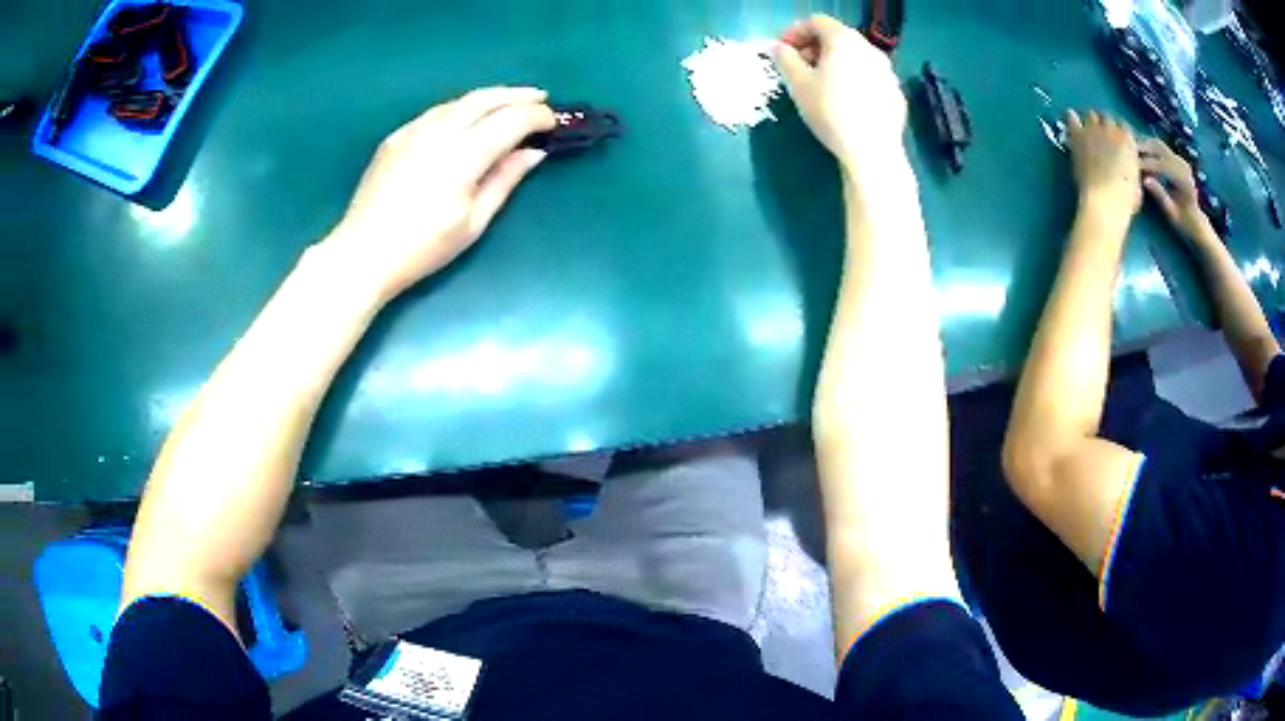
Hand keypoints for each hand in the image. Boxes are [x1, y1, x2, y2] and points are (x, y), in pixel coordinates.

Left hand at [325, 87, 555, 299]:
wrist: (363, 254)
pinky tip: (467, 119)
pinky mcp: (396, 136)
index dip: (537, 117)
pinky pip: (436, 112)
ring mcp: (413, 131)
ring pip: (459, 101)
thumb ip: (505, 180)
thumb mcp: (473, 222)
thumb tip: (533, 152)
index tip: (554, 121)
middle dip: (518, 95)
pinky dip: (461, 109)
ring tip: (508, 104)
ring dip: (489, 98)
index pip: (511, 120)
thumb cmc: (423, 248)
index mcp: (462, 156)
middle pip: (486, 98)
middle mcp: (439, 132)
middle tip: (540, 98)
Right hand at [774, 15, 905, 169]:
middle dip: (815, 47)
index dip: (795, 32)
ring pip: (856, 58)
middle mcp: (869, 48)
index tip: (782, 51)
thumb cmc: (831, 111)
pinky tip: (845, 102)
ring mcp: (887, 71)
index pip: (816, 22)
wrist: (872, 151)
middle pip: (838, 37)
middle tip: (799, 68)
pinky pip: (869, 78)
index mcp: (844, 40)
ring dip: (835, 64)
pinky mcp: (896, 93)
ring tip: (822, 85)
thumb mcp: (798, 83)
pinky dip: (854, 80)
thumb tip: (779, 48)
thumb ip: (785, 58)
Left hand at [1066, 110, 1141, 215]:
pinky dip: (1072, 119)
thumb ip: (1132, 169)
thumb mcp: (1136, 183)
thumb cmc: (1125, 199)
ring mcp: (1094, 129)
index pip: (1124, 127)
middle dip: (1105, 124)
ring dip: (1090, 121)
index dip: (1119, 132)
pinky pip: (1073, 119)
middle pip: (1107, 117)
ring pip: (1091, 115)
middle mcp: (1112, 129)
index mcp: (1129, 141)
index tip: (1117, 138)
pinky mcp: (1079, 134)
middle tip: (1102, 135)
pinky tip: (1071, 119)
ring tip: (1088, 130)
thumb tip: (1130, 169)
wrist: (1105, 200)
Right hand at [1139, 138, 1213, 241]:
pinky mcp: (1176, 159)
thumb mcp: (1172, 213)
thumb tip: (1145, 180)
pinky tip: (1139, 153)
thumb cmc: (1183, 221)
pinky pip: (1160, 148)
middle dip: (1142, 149)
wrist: (1196, 221)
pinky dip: (1148, 148)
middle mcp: (1182, 165)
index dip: (1146, 164)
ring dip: (1144, 145)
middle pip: (1159, 148)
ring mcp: (1180, 160)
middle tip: (1127, 152)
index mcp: (1183, 179)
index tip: (1131, 166)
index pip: (1161, 165)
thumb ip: (1160, 196)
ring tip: (1130, 150)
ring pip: (1158, 145)